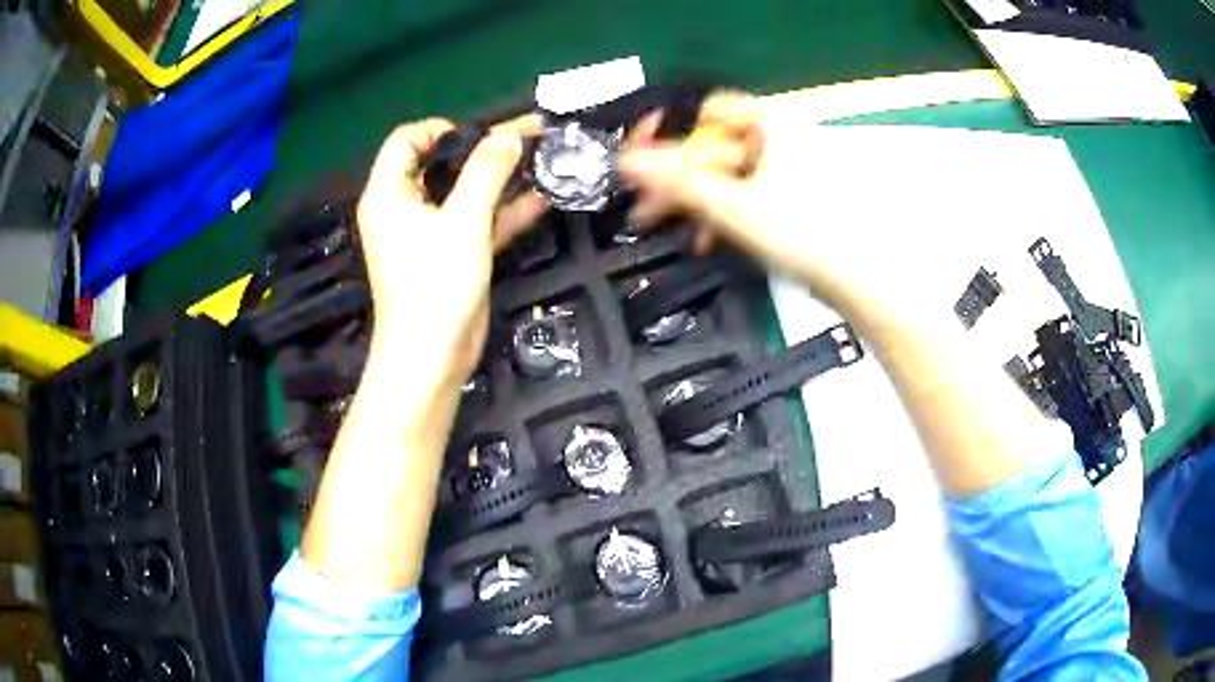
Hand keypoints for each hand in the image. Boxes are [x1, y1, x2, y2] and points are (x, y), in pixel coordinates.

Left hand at [357, 117, 545, 385]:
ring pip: (463, 191)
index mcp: (389, 192)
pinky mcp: (449, 253)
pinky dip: (503, 209)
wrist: (431, 358)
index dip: (441, 128)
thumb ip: (486, 172)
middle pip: (440, 162)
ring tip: (543, 159)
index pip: (406, 139)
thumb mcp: (463, 221)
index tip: (480, 136)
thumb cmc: (435, 285)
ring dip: (500, 178)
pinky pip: (475, 220)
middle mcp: (403, 206)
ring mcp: (427, 231)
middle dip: (483, 149)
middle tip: (526, 139)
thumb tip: (509, 136)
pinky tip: (542, 196)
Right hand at [619, 93, 937, 332]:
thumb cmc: (802, 232)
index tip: (649, 162)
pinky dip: (728, 212)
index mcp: (772, 125)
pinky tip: (710, 238)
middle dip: (681, 177)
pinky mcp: (798, 198)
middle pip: (717, 146)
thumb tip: (627, 163)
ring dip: (700, 199)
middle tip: (648, 207)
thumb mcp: (733, 206)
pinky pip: (751, 194)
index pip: (712, 110)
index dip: (676, 132)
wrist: (860, 279)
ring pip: (732, 175)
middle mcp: (783, 138)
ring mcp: (793, 169)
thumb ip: (677, 182)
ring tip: (676, 229)